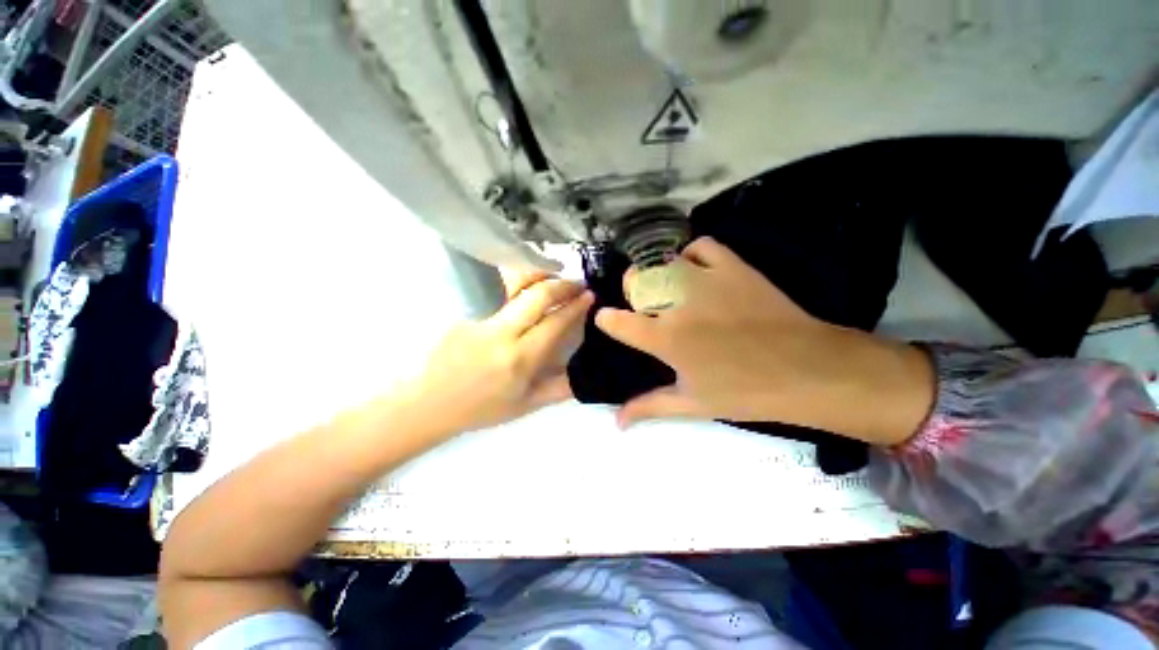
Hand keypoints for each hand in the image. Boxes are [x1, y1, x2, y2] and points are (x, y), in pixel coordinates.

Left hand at [400, 274, 592, 436]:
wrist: (430, 403)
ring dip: (542, 277)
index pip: (555, 322)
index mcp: (520, 359)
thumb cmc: (481, 409)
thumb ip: (561, 388)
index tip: (589, 296)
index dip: (576, 306)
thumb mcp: (527, 406)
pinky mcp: (466, 312)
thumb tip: (587, 372)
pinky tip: (528, 288)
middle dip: (564, 285)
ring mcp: (481, 319)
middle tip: (578, 283)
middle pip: (538, 296)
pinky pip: (499, 292)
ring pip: (516, 285)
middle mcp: (502, 334)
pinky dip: (520, 285)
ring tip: (556, 278)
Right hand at [595, 237, 933, 444]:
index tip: (610, 321)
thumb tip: (616, 421)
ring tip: (669, 288)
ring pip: (663, 262)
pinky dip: (691, 254)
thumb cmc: (745, 392)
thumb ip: (648, 407)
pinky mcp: (732, 266)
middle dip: (632, 291)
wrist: (807, 369)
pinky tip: (696, 269)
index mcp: (664, 338)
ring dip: (658, 274)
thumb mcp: (691, 403)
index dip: (607, 320)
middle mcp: (676, 303)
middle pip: (635, 281)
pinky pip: (700, 246)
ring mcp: (705, 280)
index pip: (615, 321)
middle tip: (645, 306)